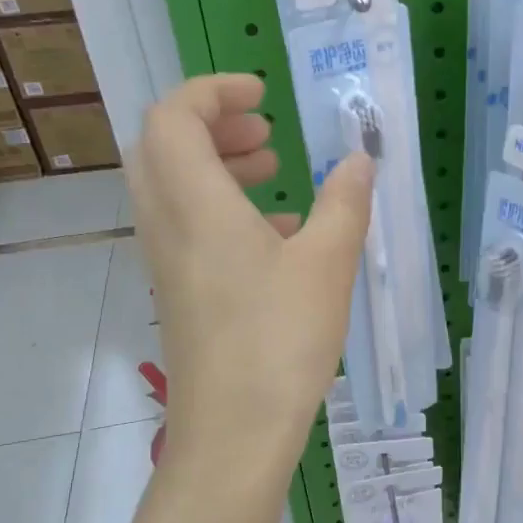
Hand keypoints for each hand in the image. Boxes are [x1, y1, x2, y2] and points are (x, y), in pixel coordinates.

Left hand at [130, 74, 372, 470]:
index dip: (213, 90)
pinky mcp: (177, 293)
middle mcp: (166, 224)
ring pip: (173, 188)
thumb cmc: (280, 340)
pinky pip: (186, 228)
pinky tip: (277, 238)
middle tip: (266, 134)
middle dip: (212, 126)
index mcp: (196, 202)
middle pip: (163, 146)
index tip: (262, 94)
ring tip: (275, 176)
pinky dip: (221, 211)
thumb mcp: (327, 265)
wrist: (233, 432)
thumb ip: (344, 203)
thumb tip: (359, 160)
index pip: (175, 115)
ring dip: (217, 168)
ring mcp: (165, 262)